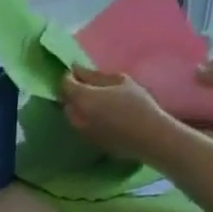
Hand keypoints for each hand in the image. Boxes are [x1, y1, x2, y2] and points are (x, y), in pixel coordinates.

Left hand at [60, 67, 177, 161]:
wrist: (147, 136)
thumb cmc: (136, 103)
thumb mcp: (119, 81)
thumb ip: (94, 75)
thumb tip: (76, 69)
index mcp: (84, 99)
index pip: (65, 85)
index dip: (69, 76)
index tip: (78, 71)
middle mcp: (77, 117)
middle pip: (66, 102)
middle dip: (72, 92)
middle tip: (86, 84)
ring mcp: (82, 132)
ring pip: (71, 116)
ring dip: (77, 106)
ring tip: (93, 99)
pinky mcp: (88, 142)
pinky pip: (80, 126)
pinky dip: (84, 117)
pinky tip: (99, 114)